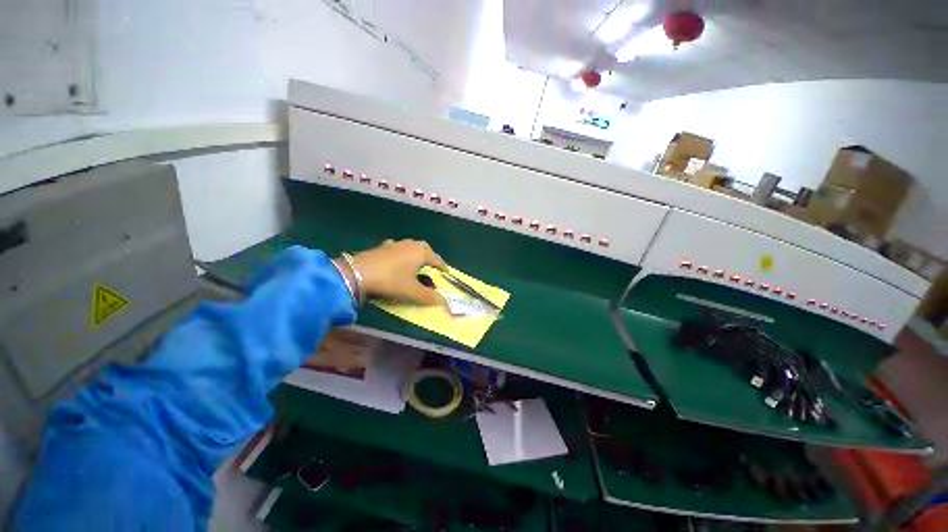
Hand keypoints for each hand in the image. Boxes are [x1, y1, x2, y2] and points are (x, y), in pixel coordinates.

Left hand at [350, 240, 444, 305]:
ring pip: (410, 247)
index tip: (445, 274)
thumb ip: (428, 297)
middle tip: (431, 268)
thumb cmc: (391, 280)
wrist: (357, 273)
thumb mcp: (412, 291)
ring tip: (415, 265)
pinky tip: (396, 262)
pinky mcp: (381, 247)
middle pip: (424, 248)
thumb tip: (442, 301)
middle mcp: (410, 244)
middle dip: (429, 257)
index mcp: (421, 252)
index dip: (442, 267)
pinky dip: (400, 254)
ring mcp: (394, 244)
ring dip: (415, 254)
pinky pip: (397, 249)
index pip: (437, 259)